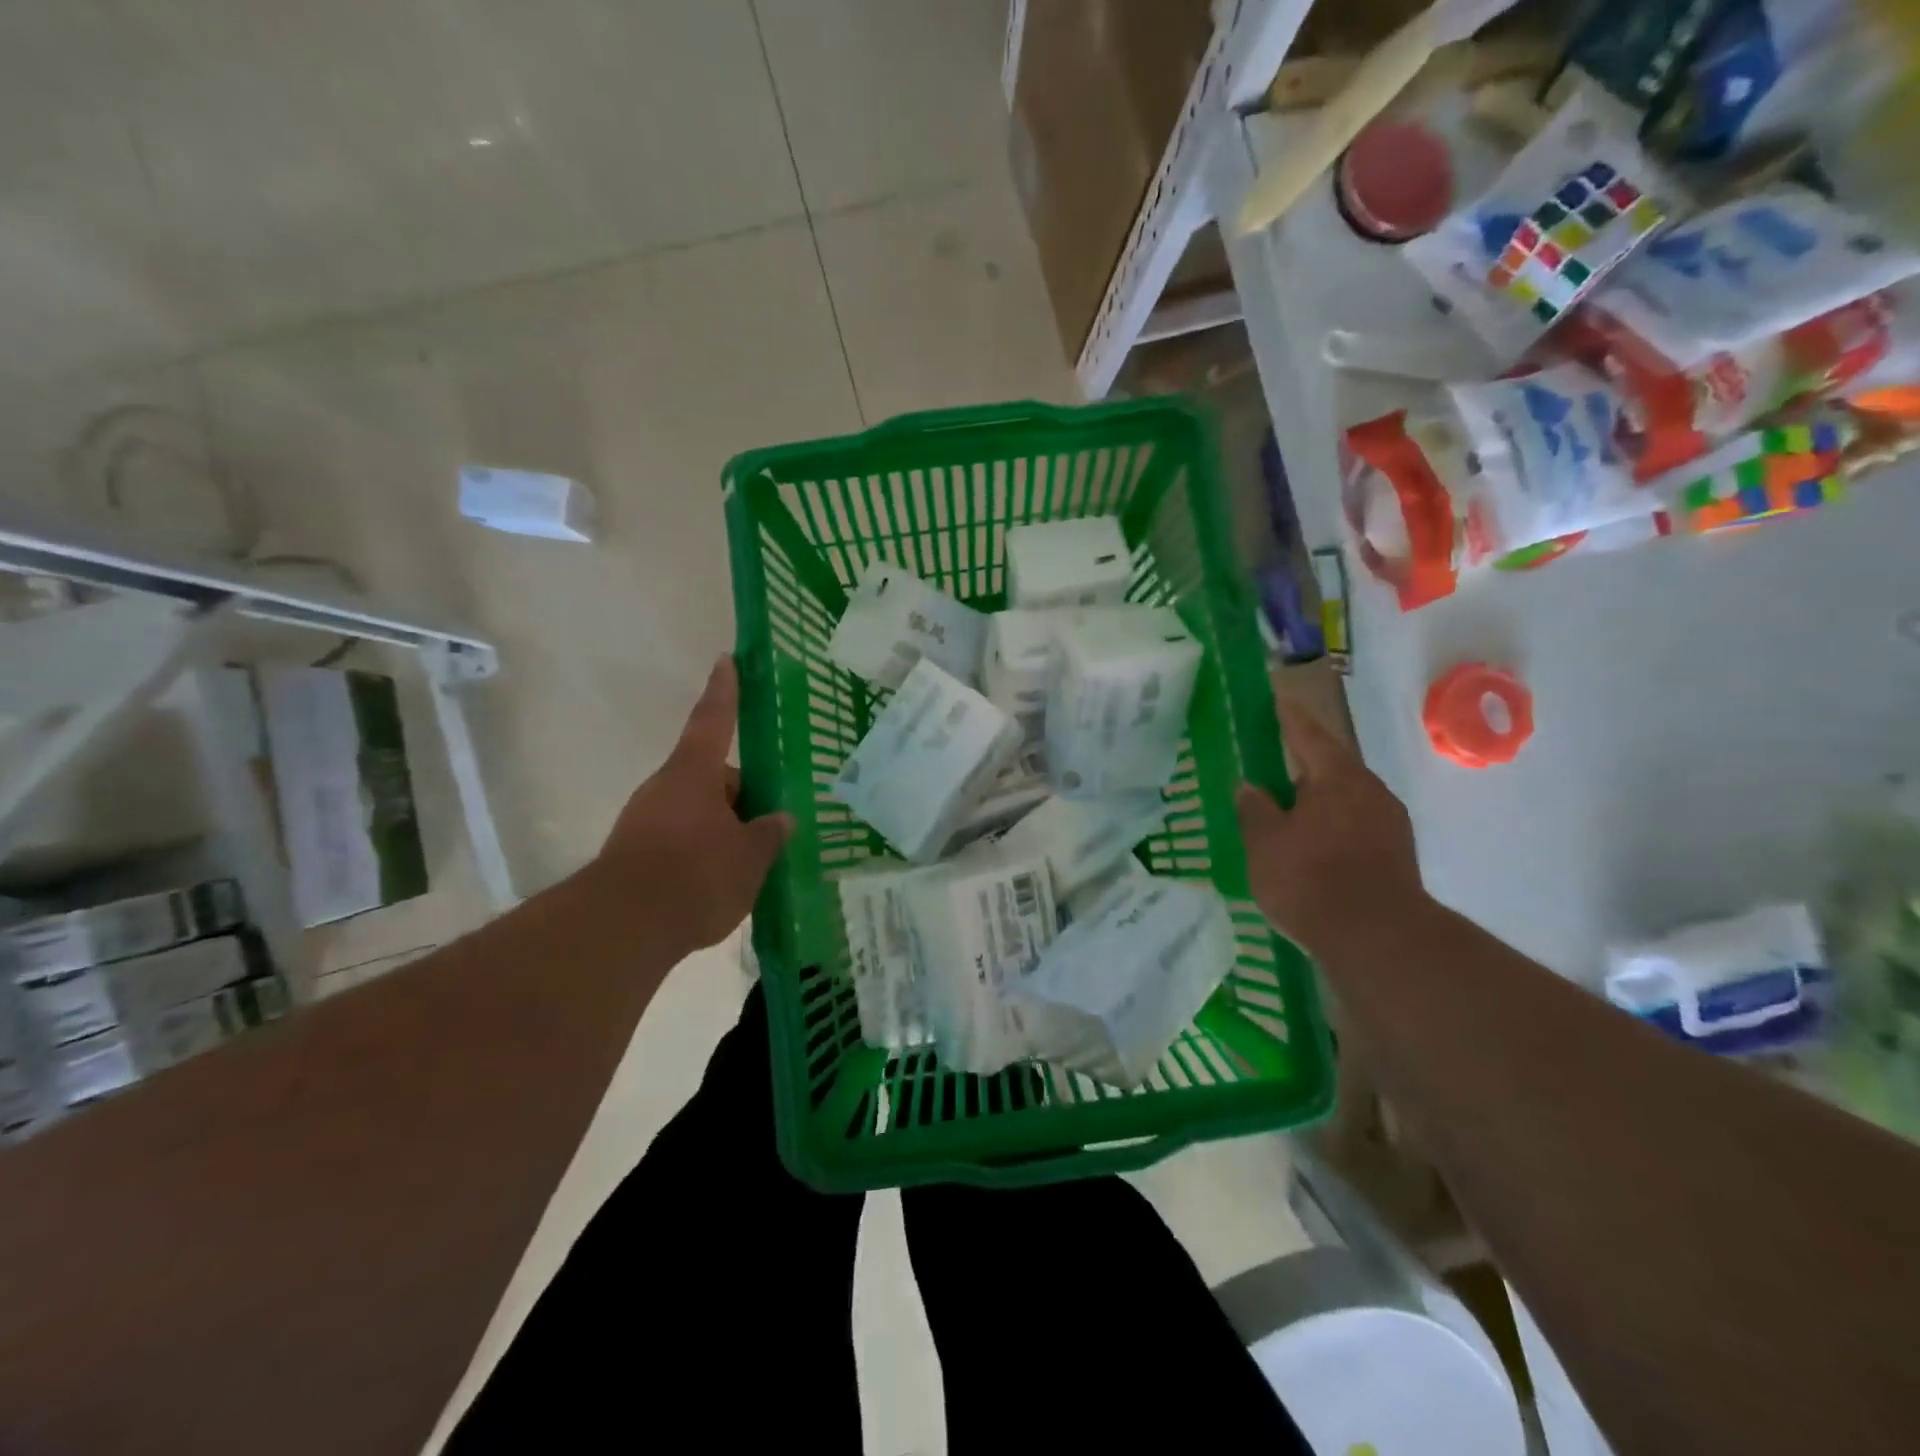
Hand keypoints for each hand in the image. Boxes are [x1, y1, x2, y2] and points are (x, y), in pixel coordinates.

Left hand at [596, 655, 793, 952]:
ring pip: (698, 812)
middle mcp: (666, 789)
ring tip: (753, 861)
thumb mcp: (749, 858)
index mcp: (695, 775)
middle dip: (742, 796)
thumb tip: (781, 819)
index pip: (714, 720)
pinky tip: (722, 882)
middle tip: (772, 822)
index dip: (724, 690)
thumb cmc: (696, 876)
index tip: (726, 659)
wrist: (623, 929)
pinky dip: (703, 852)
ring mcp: (645, 821)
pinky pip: (681, 840)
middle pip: (712, 778)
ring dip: (724, 827)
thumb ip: (769, 835)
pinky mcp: (636, 854)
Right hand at [1236, 702, 1427, 956]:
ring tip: (1289, 811)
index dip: (1289, 718)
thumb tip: (1250, 787)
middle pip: (1331, 766)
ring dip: (1318, 799)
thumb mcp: (1265, 843)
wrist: (1378, 938)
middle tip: (1273, 767)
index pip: (1308, 735)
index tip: (1277, 700)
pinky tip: (1313, 845)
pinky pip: (1355, 824)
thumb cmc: (1311, 879)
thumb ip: (1254, 809)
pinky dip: (1332, 825)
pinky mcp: (1396, 853)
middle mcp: (1369, 790)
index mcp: (1336, 777)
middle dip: (1302, 765)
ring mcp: (1388, 823)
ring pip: (1345, 798)